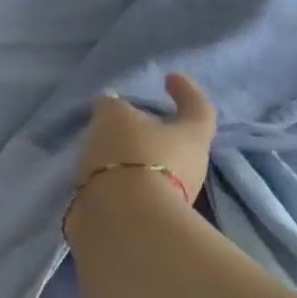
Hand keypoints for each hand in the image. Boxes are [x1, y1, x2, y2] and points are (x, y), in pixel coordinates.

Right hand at [77, 73, 218, 201]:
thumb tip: (111, 104)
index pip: (199, 106)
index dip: (186, 90)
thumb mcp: (114, 117)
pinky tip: (98, 169)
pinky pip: (135, 186)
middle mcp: (191, 166)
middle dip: (154, 127)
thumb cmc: (130, 154)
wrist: (124, 219)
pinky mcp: (148, 215)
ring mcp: (173, 195)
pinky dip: (119, 175)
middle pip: (177, 140)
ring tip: (104, 143)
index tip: (169, 78)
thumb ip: (112, 106)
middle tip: (126, 116)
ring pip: (154, 165)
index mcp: (192, 135)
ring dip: (133, 154)